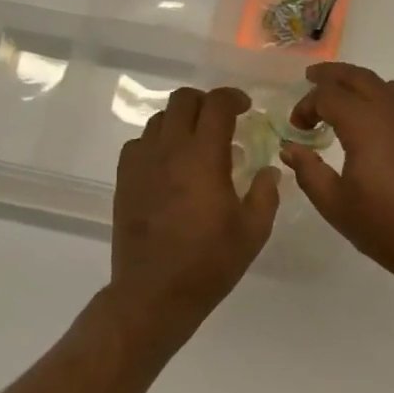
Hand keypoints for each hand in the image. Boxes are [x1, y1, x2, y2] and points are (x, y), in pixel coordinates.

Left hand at [110, 86, 279, 350]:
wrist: (154, 294)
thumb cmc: (209, 262)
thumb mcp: (253, 231)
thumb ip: (266, 193)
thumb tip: (268, 170)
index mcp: (203, 157)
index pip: (216, 105)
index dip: (233, 98)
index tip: (246, 107)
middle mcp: (169, 150)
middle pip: (182, 100)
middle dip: (206, 101)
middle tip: (223, 120)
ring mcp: (141, 163)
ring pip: (159, 119)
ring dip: (181, 121)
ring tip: (197, 142)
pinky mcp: (125, 180)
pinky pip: (139, 143)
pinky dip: (158, 142)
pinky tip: (170, 164)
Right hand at [280, 64, 393, 288]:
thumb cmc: (386, 227)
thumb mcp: (335, 204)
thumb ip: (308, 170)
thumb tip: (290, 148)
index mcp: (366, 124)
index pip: (328, 95)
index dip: (307, 105)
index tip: (297, 128)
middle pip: (360, 77)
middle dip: (332, 76)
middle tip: (312, 79)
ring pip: (388, 86)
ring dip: (362, 87)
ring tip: (346, 103)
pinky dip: (386, 103)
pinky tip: (380, 128)